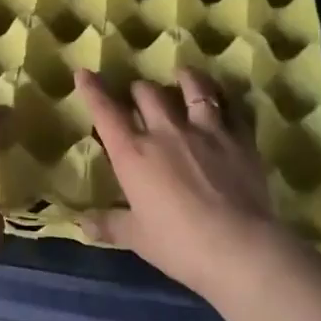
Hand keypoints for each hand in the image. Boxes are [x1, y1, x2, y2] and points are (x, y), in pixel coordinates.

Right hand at [75, 67, 285, 297]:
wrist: (238, 246)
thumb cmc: (179, 245)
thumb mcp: (137, 238)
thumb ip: (109, 225)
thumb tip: (82, 224)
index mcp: (133, 153)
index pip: (106, 112)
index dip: (93, 90)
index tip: (84, 73)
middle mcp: (166, 131)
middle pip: (147, 92)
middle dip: (139, 89)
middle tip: (138, 95)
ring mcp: (205, 129)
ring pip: (192, 86)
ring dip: (184, 78)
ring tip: (182, 75)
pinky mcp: (238, 136)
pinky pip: (230, 106)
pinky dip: (223, 98)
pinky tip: (223, 99)